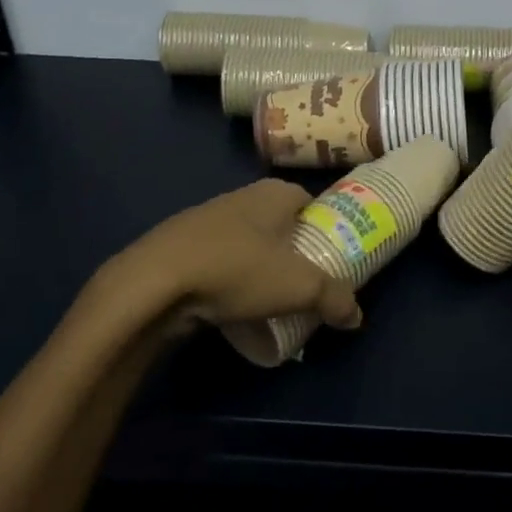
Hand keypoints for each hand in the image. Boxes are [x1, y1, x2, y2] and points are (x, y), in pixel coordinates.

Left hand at [108, 179, 362, 333]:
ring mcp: (205, 219)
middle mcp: (240, 198)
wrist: (154, 282)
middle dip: (293, 250)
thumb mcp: (300, 287)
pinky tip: (231, 305)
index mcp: (273, 194)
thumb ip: (335, 299)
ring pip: (247, 242)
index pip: (310, 201)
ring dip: (260, 266)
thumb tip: (356, 317)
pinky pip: (218, 260)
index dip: (325, 227)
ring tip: (271, 300)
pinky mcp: (179, 245)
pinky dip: (229, 278)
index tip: (332, 256)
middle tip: (306, 283)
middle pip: (279, 223)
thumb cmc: (237, 270)